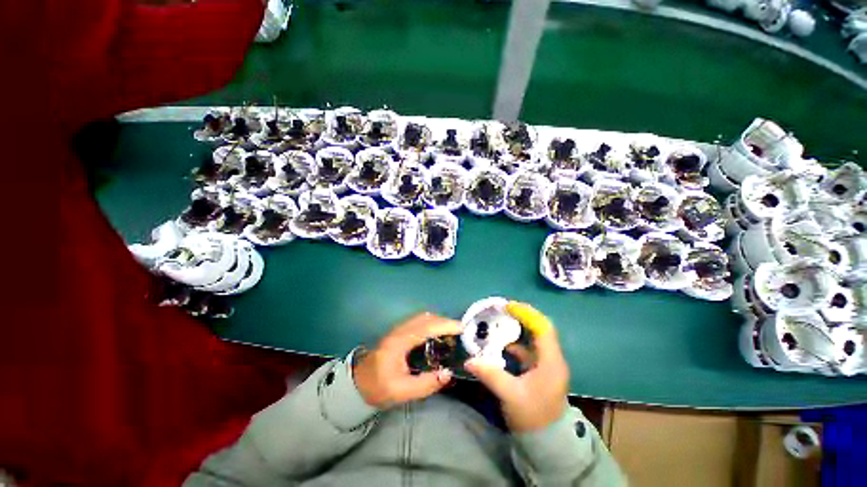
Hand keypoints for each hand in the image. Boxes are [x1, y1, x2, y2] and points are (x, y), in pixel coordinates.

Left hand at [354, 313, 459, 408]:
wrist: (358, 383)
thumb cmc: (378, 387)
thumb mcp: (401, 392)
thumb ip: (425, 384)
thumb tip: (448, 373)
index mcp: (400, 342)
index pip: (426, 327)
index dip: (445, 325)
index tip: (462, 328)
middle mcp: (400, 330)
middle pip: (426, 318)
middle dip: (445, 321)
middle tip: (460, 332)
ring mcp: (398, 329)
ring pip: (423, 317)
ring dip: (439, 321)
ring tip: (452, 332)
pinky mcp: (399, 331)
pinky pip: (419, 321)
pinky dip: (432, 323)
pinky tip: (438, 333)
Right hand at [465, 302, 568, 432]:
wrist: (546, 443)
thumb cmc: (533, 418)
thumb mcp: (510, 395)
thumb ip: (490, 374)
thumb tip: (468, 361)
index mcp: (551, 362)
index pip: (543, 328)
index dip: (527, 314)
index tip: (508, 306)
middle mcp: (552, 359)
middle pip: (540, 329)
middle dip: (522, 317)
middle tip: (502, 310)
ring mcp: (547, 365)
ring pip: (534, 339)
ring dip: (518, 329)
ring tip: (500, 322)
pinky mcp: (540, 370)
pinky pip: (528, 350)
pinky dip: (516, 344)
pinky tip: (502, 345)